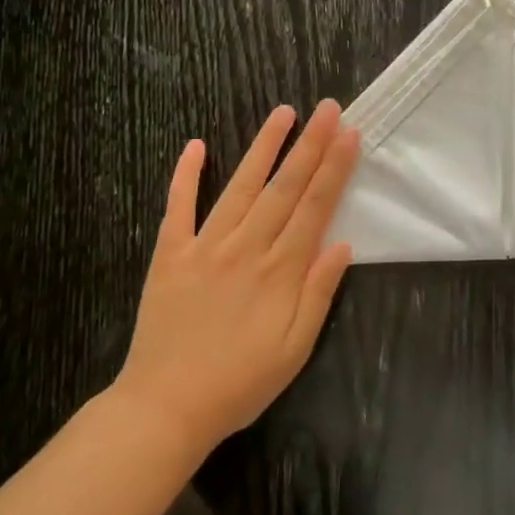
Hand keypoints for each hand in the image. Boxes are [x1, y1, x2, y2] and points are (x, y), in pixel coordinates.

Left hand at [111, 100, 361, 454]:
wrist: (165, 408)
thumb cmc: (240, 382)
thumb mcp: (295, 349)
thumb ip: (319, 294)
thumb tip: (343, 245)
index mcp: (280, 271)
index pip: (314, 207)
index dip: (334, 169)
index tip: (349, 134)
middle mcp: (246, 247)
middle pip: (284, 187)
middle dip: (310, 145)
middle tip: (328, 107)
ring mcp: (205, 247)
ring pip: (240, 187)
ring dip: (263, 147)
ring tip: (283, 113)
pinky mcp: (171, 255)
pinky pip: (178, 208)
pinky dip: (185, 176)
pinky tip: (195, 145)